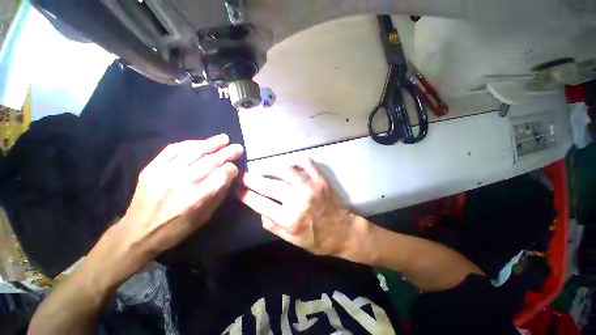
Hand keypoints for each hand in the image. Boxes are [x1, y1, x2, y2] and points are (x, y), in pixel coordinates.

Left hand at [85, 134, 242, 284]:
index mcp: (194, 200)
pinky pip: (172, 150)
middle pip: (209, 162)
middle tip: (238, 147)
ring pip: (193, 152)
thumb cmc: (175, 229)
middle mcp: (180, 184)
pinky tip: (200, 142)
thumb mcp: (203, 217)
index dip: (231, 169)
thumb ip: (218, 195)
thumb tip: (229, 176)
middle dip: (227, 153)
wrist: (136, 233)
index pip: (220, 176)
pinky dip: (189, 144)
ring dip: (211, 143)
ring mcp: (163, 173)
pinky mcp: (152, 168)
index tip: (235, 168)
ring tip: (224, 138)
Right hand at [238, 158, 358, 257]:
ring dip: (270, 167)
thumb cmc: (317, 239)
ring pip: (284, 169)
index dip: (246, 195)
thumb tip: (259, 208)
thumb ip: (272, 225)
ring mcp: (311, 186)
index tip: (238, 189)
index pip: (260, 202)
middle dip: (252, 178)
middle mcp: (298, 199)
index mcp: (289, 218)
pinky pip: (306, 163)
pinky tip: (290, 165)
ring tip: (263, 169)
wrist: (343, 231)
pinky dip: (296, 161)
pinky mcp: (321, 179)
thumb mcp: (291, 240)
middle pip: (268, 184)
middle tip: (244, 175)